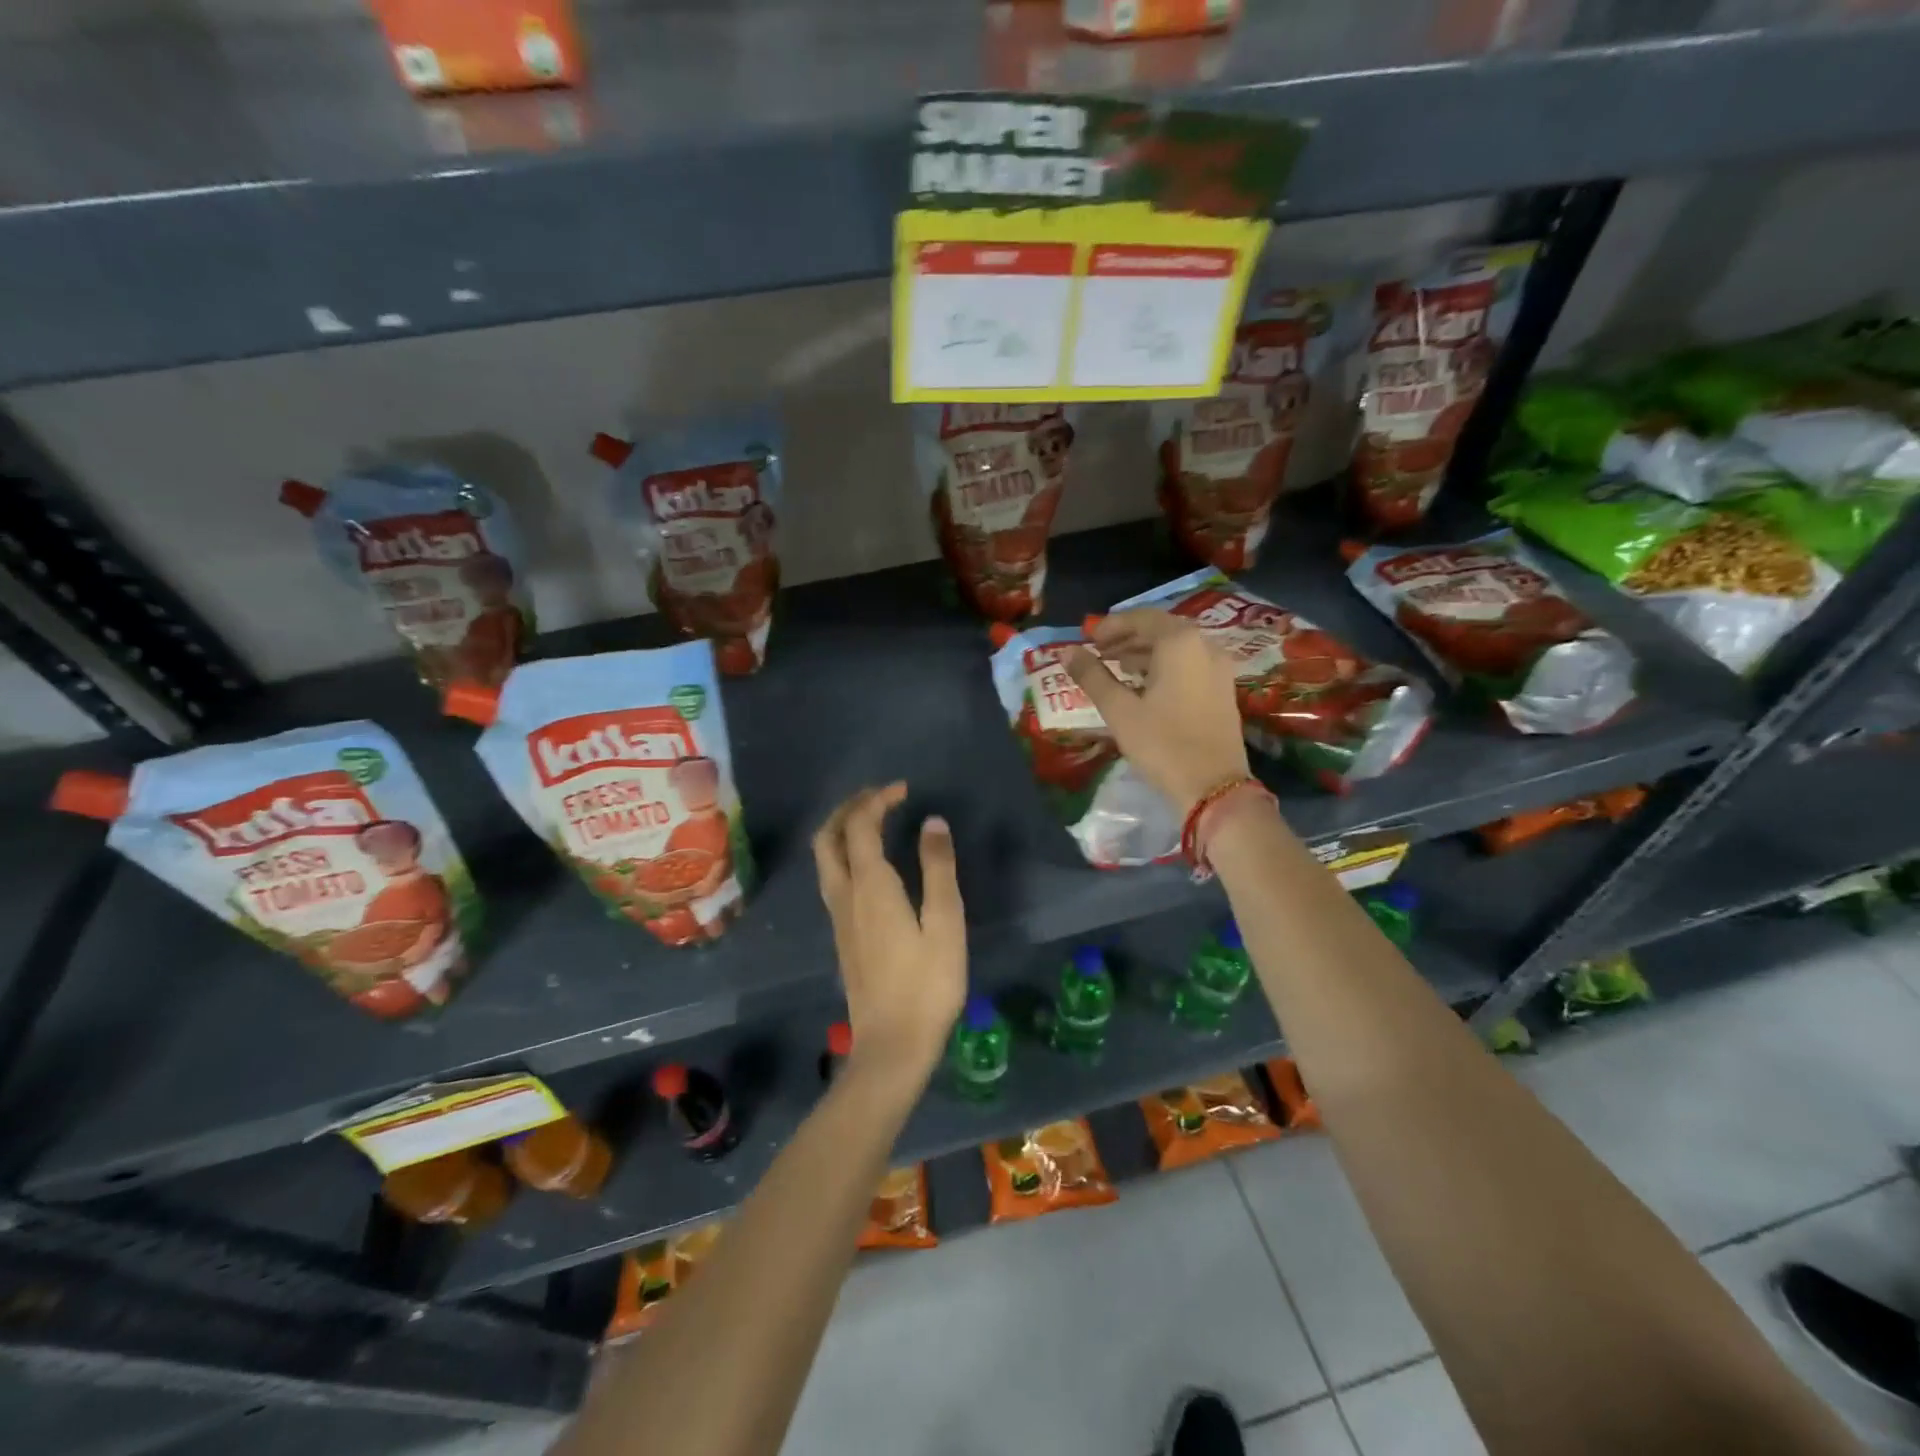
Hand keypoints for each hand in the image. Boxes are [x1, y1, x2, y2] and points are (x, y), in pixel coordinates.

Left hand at [812, 783, 966, 1084]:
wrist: (892, 1045)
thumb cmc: (927, 984)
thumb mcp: (945, 923)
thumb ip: (939, 868)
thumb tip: (932, 822)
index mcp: (870, 886)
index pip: (860, 825)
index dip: (877, 799)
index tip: (904, 790)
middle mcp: (845, 894)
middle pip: (828, 837)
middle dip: (849, 809)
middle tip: (879, 798)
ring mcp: (838, 917)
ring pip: (825, 858)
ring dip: (842, 830)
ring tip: (874, 821)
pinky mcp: (842, 935)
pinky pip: (832, 877)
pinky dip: (846, 854)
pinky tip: (871, 864)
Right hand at [1065, 609, 1249, 813]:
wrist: (1214, 787)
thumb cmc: (1162, 744)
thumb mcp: (1119, 710)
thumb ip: (1092, 676)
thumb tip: (1067, 651)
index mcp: (1180, 643)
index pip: (1142, 618)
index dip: (1112, 625)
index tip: (1088, 639)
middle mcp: (1205, 645)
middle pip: (1161, 629)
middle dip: (1128, 637)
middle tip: (1099, 652)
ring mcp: (1219, 668)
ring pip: (1177, 647)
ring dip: (1146, 652)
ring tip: (1117, 668)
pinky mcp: (1223, 689)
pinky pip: (1190, 663)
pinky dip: (1164, 666)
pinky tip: (1145, 685)